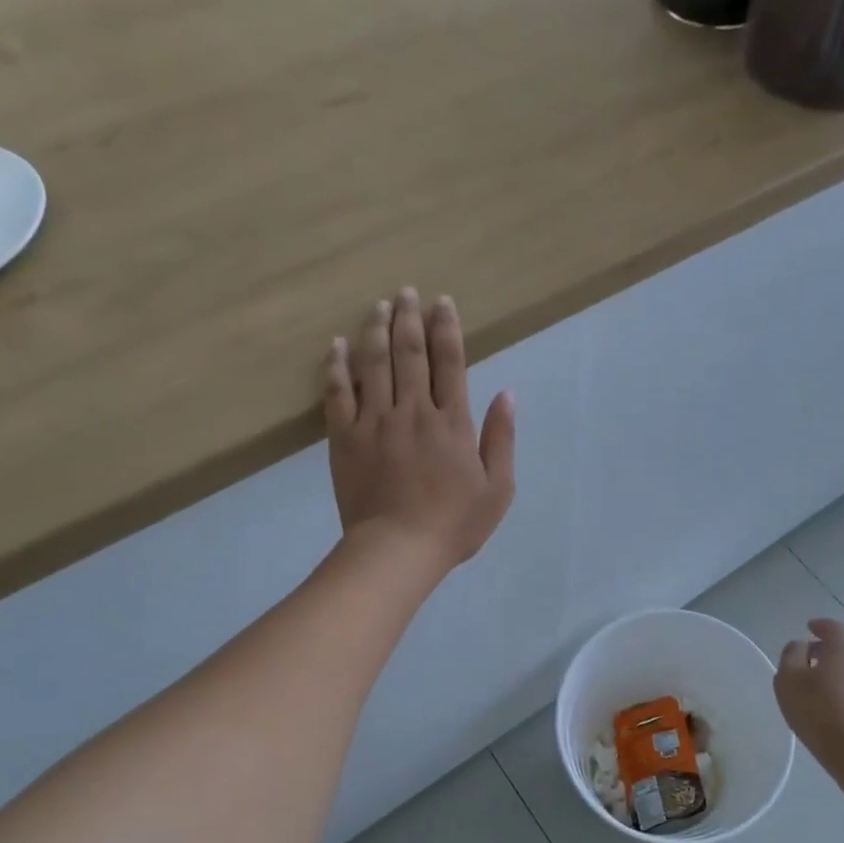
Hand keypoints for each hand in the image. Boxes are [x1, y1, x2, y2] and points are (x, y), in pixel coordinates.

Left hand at [323, 289, 514, 570]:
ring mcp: (375, 422)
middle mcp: (413, 411)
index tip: (442, 302)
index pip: (449, 362)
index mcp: (451, 422)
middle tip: (406, 292)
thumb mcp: (497, 488)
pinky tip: (336, 345)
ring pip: (373, 364)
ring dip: (376, 330)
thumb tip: (507, 394)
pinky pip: (337, 393)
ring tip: (378, 306)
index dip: (446, 328)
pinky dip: (336, 366)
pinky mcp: (345, 438)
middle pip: (409, 353)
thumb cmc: (454, 524)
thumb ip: (501, 438)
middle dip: (409, 317)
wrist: (397, 550)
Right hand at [774, 618, 843, 774]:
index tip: (809, 629)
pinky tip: (835, 711)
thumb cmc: (818, 710)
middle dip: (827, 652)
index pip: (832, 627)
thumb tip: (801, 646)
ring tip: (818, 690)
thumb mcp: (789, 678)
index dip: (819, 626)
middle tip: (808, 662)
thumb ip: (791, 655)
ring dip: (838, 675)